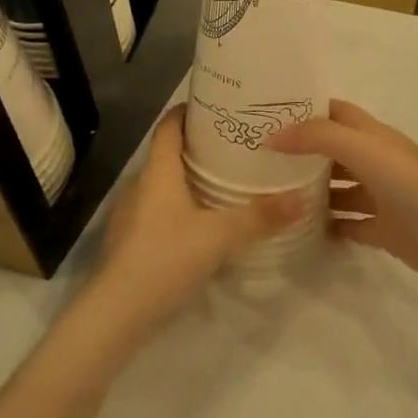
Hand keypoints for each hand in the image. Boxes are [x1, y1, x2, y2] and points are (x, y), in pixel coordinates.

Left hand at [86, 109, 304, 341]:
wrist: (116, 313)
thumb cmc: (165, 258)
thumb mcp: (219, 236)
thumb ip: (259, 217)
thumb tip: (301, 199)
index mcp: (158, 172)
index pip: (168, 126)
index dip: (187, 111)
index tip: (215, 104)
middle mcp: (141, 185)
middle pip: (168, 153)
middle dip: (198, 146)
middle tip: (234, 144)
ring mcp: (131, 214)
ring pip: (163, 184)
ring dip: (189, 178)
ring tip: (224, 181)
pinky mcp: (131, 240)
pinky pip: (159, 210)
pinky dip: (180, 206)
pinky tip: (201, 222)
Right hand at [268, 100, 417, 293]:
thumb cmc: (414, 185)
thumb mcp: (364, 149)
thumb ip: (318, 137)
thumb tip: (272, 137)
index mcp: (373, 136)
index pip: (334, 112)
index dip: (304, 109)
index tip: (265, 114)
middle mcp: (376, 161)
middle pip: (332, 151)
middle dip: (300, 153)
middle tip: (256, 160)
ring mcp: (381, 197)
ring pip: (338, 189)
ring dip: (310, 191)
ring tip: (270, 197)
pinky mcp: (385, 231)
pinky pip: (349, 225)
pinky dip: (327, 226)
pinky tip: (300, 231)